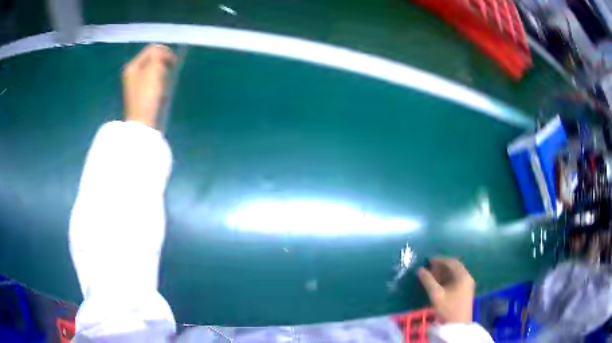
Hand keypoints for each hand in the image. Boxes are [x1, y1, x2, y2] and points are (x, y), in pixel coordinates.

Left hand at [122, 44, 176, 129]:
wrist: (142, 122)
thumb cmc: (147, 95)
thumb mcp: (153, 70)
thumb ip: (157, 56)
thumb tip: (161, 52)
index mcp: (133, 66)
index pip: (151, 49)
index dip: (164, 51)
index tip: (173, 61)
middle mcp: (132, 73)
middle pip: (152, 60)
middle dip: (163, 65)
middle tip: (167, 75)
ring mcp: (135, 84)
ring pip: (154, 71)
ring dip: (162, 76)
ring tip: (164, 85)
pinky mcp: (141, 94)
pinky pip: (153, 83)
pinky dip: (159, 85)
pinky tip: (161, 94)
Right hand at [417, 257, 474, 322]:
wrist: (457, 326)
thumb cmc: (448, 309)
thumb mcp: (436, 295)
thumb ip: (428, 281)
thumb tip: (419, 270)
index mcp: (463, 276)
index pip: (452, 262)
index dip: (440, 260)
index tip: (428, 261)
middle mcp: (467, 278)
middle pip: (454, 267)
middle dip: (441, 267)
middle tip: (428, 270)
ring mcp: (467, 285)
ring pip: (455, 275)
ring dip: (443, 274)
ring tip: (431, 277)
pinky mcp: (465, 292)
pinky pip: (456, 281)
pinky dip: (447, 280)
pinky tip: (438, 285)